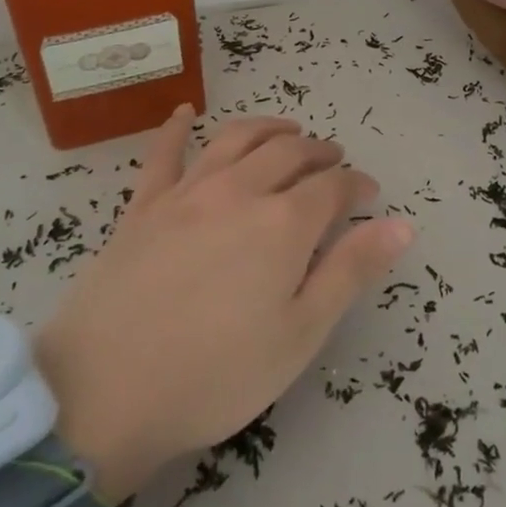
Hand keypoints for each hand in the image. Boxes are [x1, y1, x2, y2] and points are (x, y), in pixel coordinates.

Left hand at [35, 109, 414, 499]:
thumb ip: (351, 271)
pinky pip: (163, 155)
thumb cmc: (216, 374)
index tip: (369, 194)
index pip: (333, 186)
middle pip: (288, 152)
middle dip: (319, 152)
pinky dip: (177, 128)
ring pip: (236, 139)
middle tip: (334, 160)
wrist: (103, 393)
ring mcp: (186, 193)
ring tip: (287, 130)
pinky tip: (185, 113)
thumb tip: (402, 224)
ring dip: (269, 128)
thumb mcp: (300, 333)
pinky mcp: (143, 207)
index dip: (357, 185)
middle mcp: (239, 191)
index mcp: (283, 223)